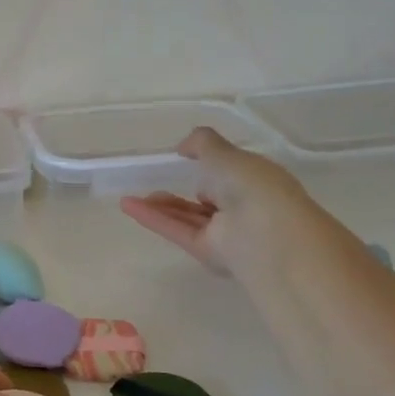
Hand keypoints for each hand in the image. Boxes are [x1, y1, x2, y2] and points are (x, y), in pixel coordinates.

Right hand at [120, 126, 304, 274]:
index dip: (211, 165)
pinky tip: (127, 205)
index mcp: (256, 180)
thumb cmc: (252, 186)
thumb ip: (202, 143)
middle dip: (182, 190)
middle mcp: (244, 207)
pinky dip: (153, 218)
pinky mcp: (207, 252)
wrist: (267, 235)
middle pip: (206, 198)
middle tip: (156, 179)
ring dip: (162, 205)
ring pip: (188, 216)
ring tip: (132, 195)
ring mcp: (226, 232)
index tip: (185, 158)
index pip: (231, 173)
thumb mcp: (225, 153)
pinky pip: (177, 230)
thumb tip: (182, 147)